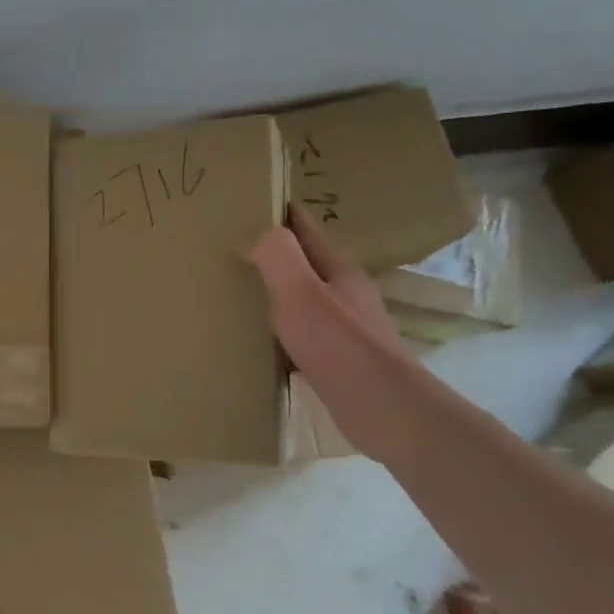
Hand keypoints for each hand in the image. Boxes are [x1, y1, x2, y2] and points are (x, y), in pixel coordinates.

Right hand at [247, 208, 415, 455]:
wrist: (385, 411)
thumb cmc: (341, 346)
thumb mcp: (302, 293)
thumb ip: (279, 258)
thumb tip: (258, 233)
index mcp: (338, 272)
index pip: (305, 231)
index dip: (279, 214)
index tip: (247, 202)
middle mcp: (344, 295)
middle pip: (303, 265)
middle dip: (271, 254)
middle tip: (229, 249)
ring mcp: (343, 329)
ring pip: (301, 300)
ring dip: (273, 294)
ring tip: (235, 293)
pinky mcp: (337, 361)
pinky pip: (299, 334)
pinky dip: (277, 330)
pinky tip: (257, 341)